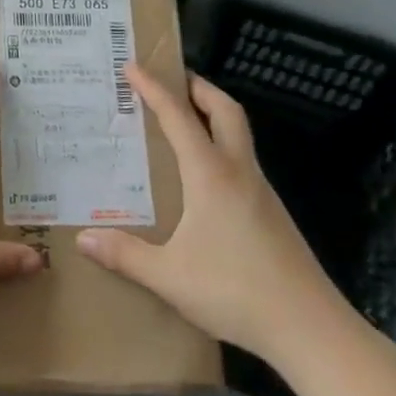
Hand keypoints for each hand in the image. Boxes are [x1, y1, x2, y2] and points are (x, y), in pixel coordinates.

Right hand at [77, 64, 360, 375]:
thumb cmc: (236, 292)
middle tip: (171, 79)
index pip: (178, 116)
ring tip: (182, 122)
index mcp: (211, 174)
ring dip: (212, 116)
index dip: (154, 88)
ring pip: (238, 134)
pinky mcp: (272, 214)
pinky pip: (242, 162)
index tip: (132, 66)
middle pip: (225, 110)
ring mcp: (261, 192)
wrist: (311, 329)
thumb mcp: (170, 277)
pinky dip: (220, 147)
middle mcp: (238, 172)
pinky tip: (203, 177)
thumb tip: (83, 239)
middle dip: (198, 87)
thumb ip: (125, 255)